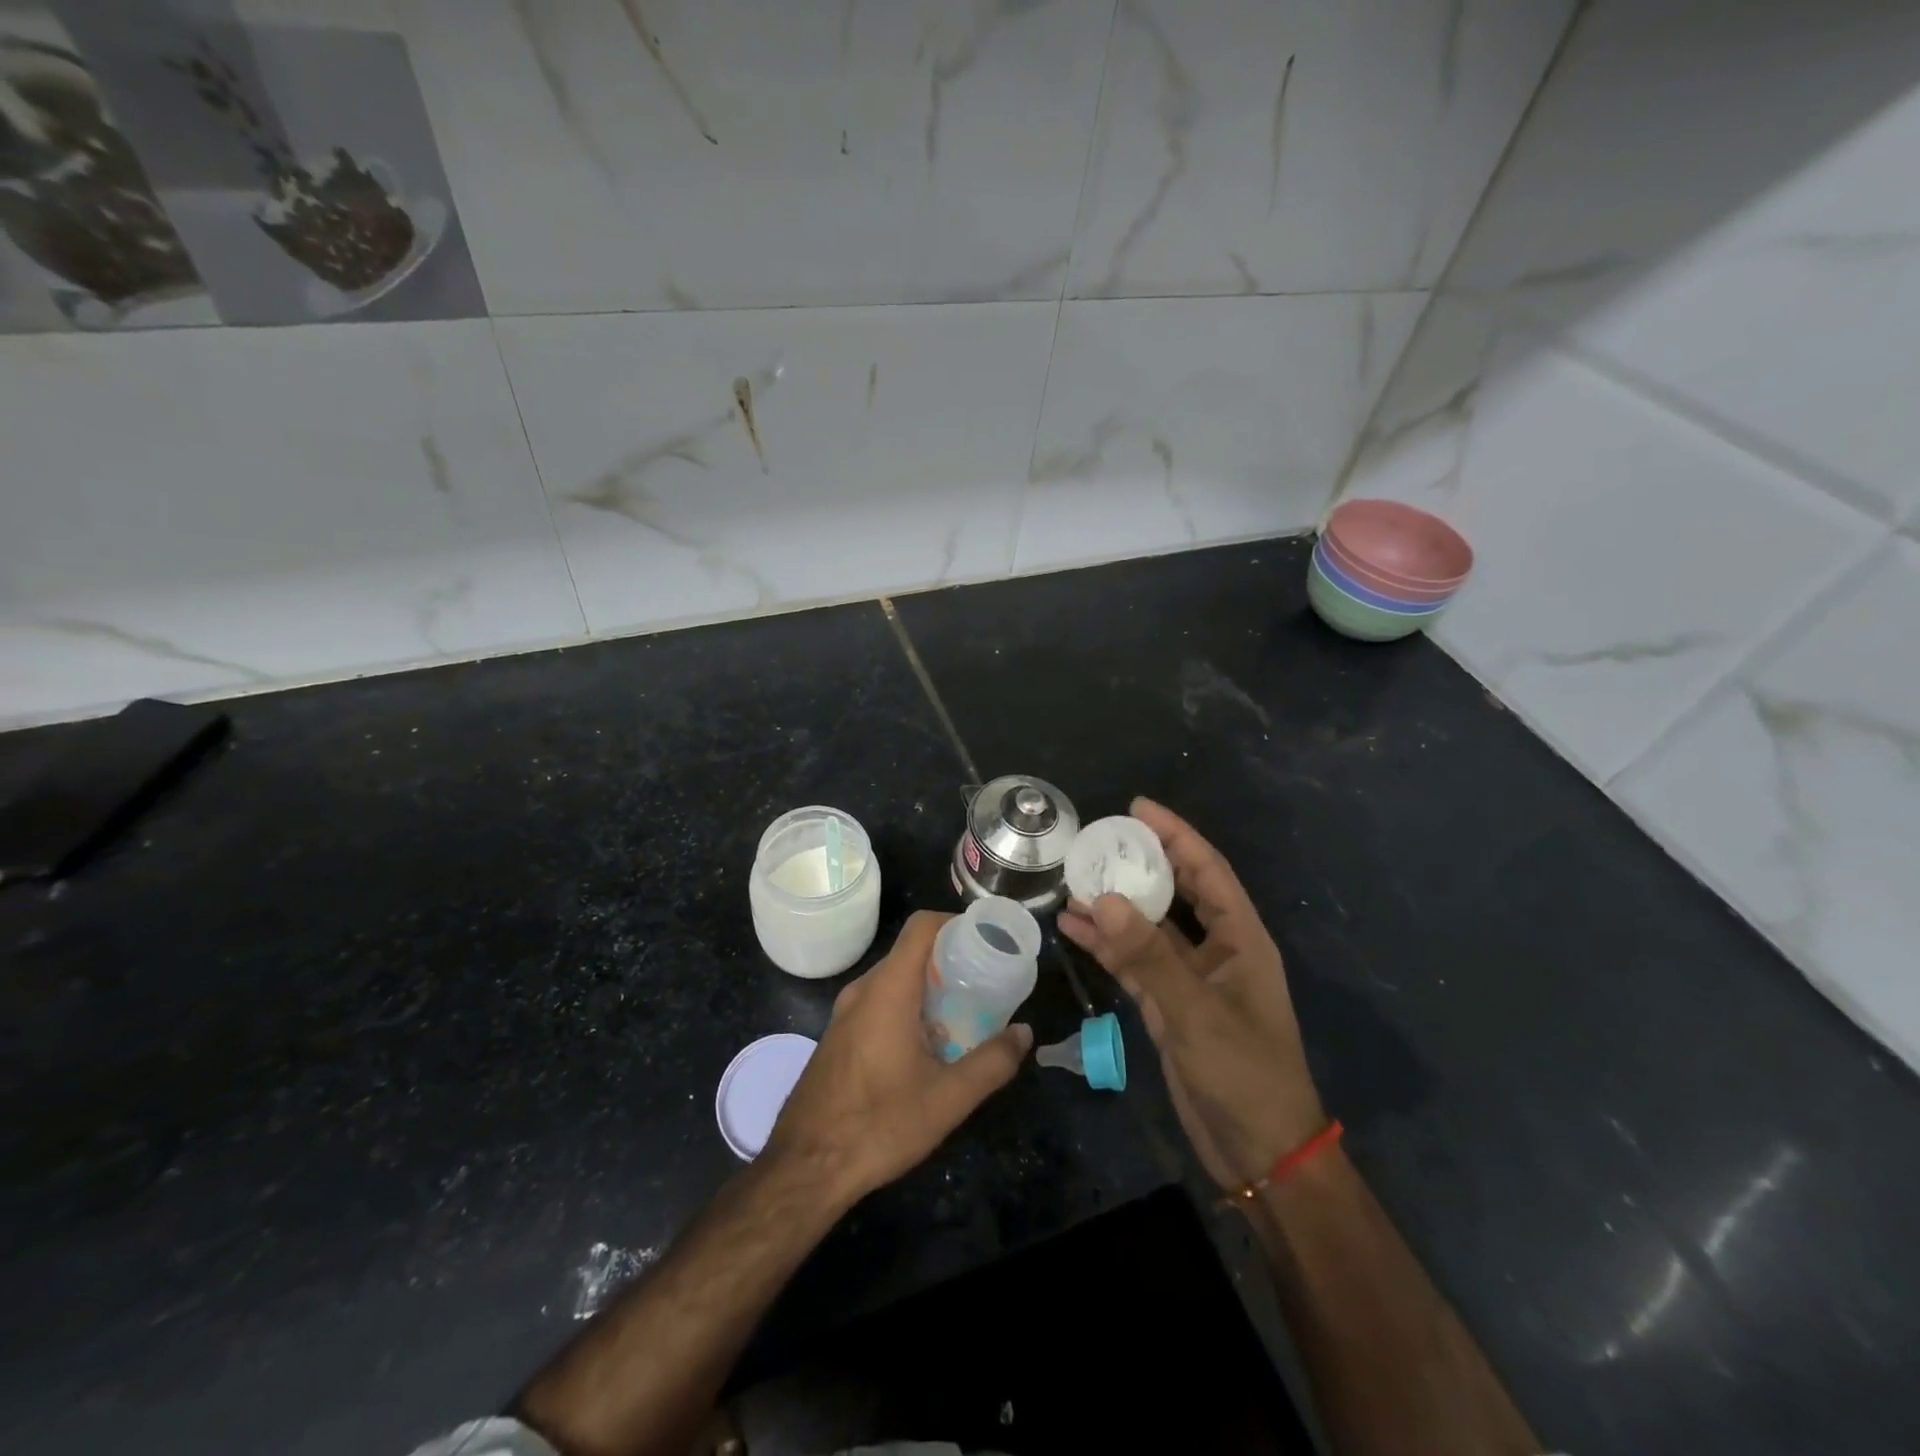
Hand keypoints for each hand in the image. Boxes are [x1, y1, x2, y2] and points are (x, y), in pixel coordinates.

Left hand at [764, 910, 1031, 1203]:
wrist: (804, 1167)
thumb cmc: (878, 1124)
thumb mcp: (948, 1099)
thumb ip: (992, 1063)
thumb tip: (1025, 1033)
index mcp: (888, 989)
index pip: (921, 927)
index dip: (955, 923)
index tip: (986, 943)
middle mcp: (863, 990)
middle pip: (910, 953)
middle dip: (950, 961)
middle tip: (985, 984)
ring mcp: (845, 1013)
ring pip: (893, 980)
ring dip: (928, 988)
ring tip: (963, 1015)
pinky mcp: (838, 1036)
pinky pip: (878, 1002)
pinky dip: (907, 1006)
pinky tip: (926, 1046)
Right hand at [1060, 798, 1324, 1190]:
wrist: (1259, 1153)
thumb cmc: (1245, 1075)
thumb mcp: (1196, 1012)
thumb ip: (1149, 956)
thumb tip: (1103, 898)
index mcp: (1241, 940)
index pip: (1207, 871)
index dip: (1176, 835)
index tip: (1137, 808)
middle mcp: (1216, 950)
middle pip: (1176, 892)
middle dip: (1140, 863)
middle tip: (1096, 842)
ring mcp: (1191, 979)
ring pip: (1148, 927)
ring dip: (1114, 906)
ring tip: (1071, 882)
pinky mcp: (1169, 1006)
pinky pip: (1134, 962)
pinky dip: (1107, 946)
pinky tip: (1074, 929)